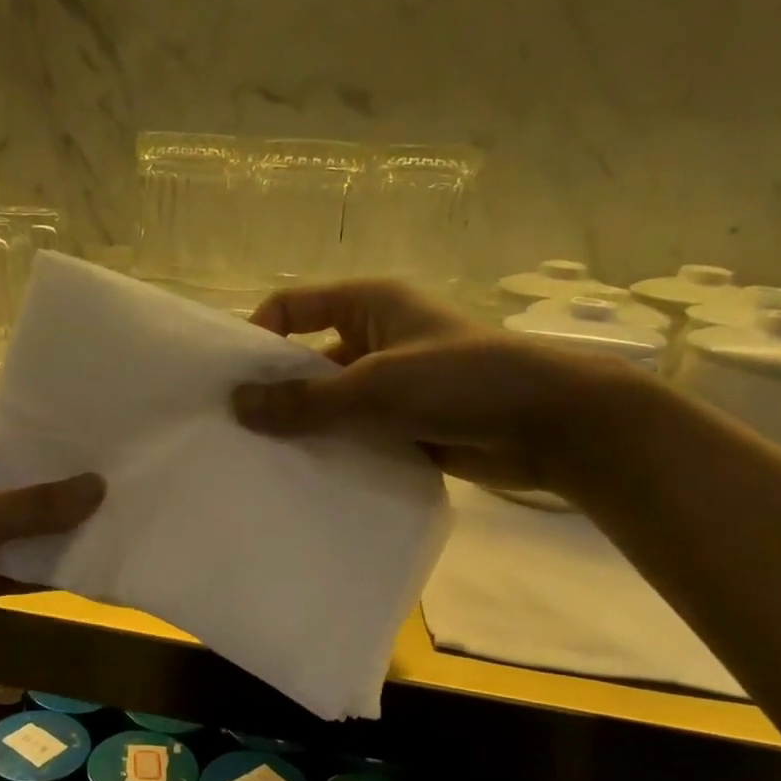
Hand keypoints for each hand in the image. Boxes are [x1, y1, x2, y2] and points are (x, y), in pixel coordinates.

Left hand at [0, 426, 103, 656]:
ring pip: (19, 533)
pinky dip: (40, 571)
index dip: (59, 449)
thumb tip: (99, 486)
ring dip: (57, 536)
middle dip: (66, 496)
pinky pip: (10, 569)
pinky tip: (89, 568)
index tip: (111, 451)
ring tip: (123, 526)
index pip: (14, 442)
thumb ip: (34, 506)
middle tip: (130, 490)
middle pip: (22, 488)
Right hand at [229, 280, 618, 490]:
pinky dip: (331, 449)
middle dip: (274, 391)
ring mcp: (390, 382)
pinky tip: (304, 477)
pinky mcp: (403, 422)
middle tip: (235, 431)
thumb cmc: (461, 381)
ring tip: (260, 460)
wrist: (551, 424)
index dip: (257, 336)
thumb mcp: (375, 386)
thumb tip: (236, 406)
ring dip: (302, 426)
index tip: (230, 382)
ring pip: (329, 401)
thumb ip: (305, 401)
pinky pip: (353, 431)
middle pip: (306, 358)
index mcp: (367, 304)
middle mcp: (373, 337)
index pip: (292, 306)